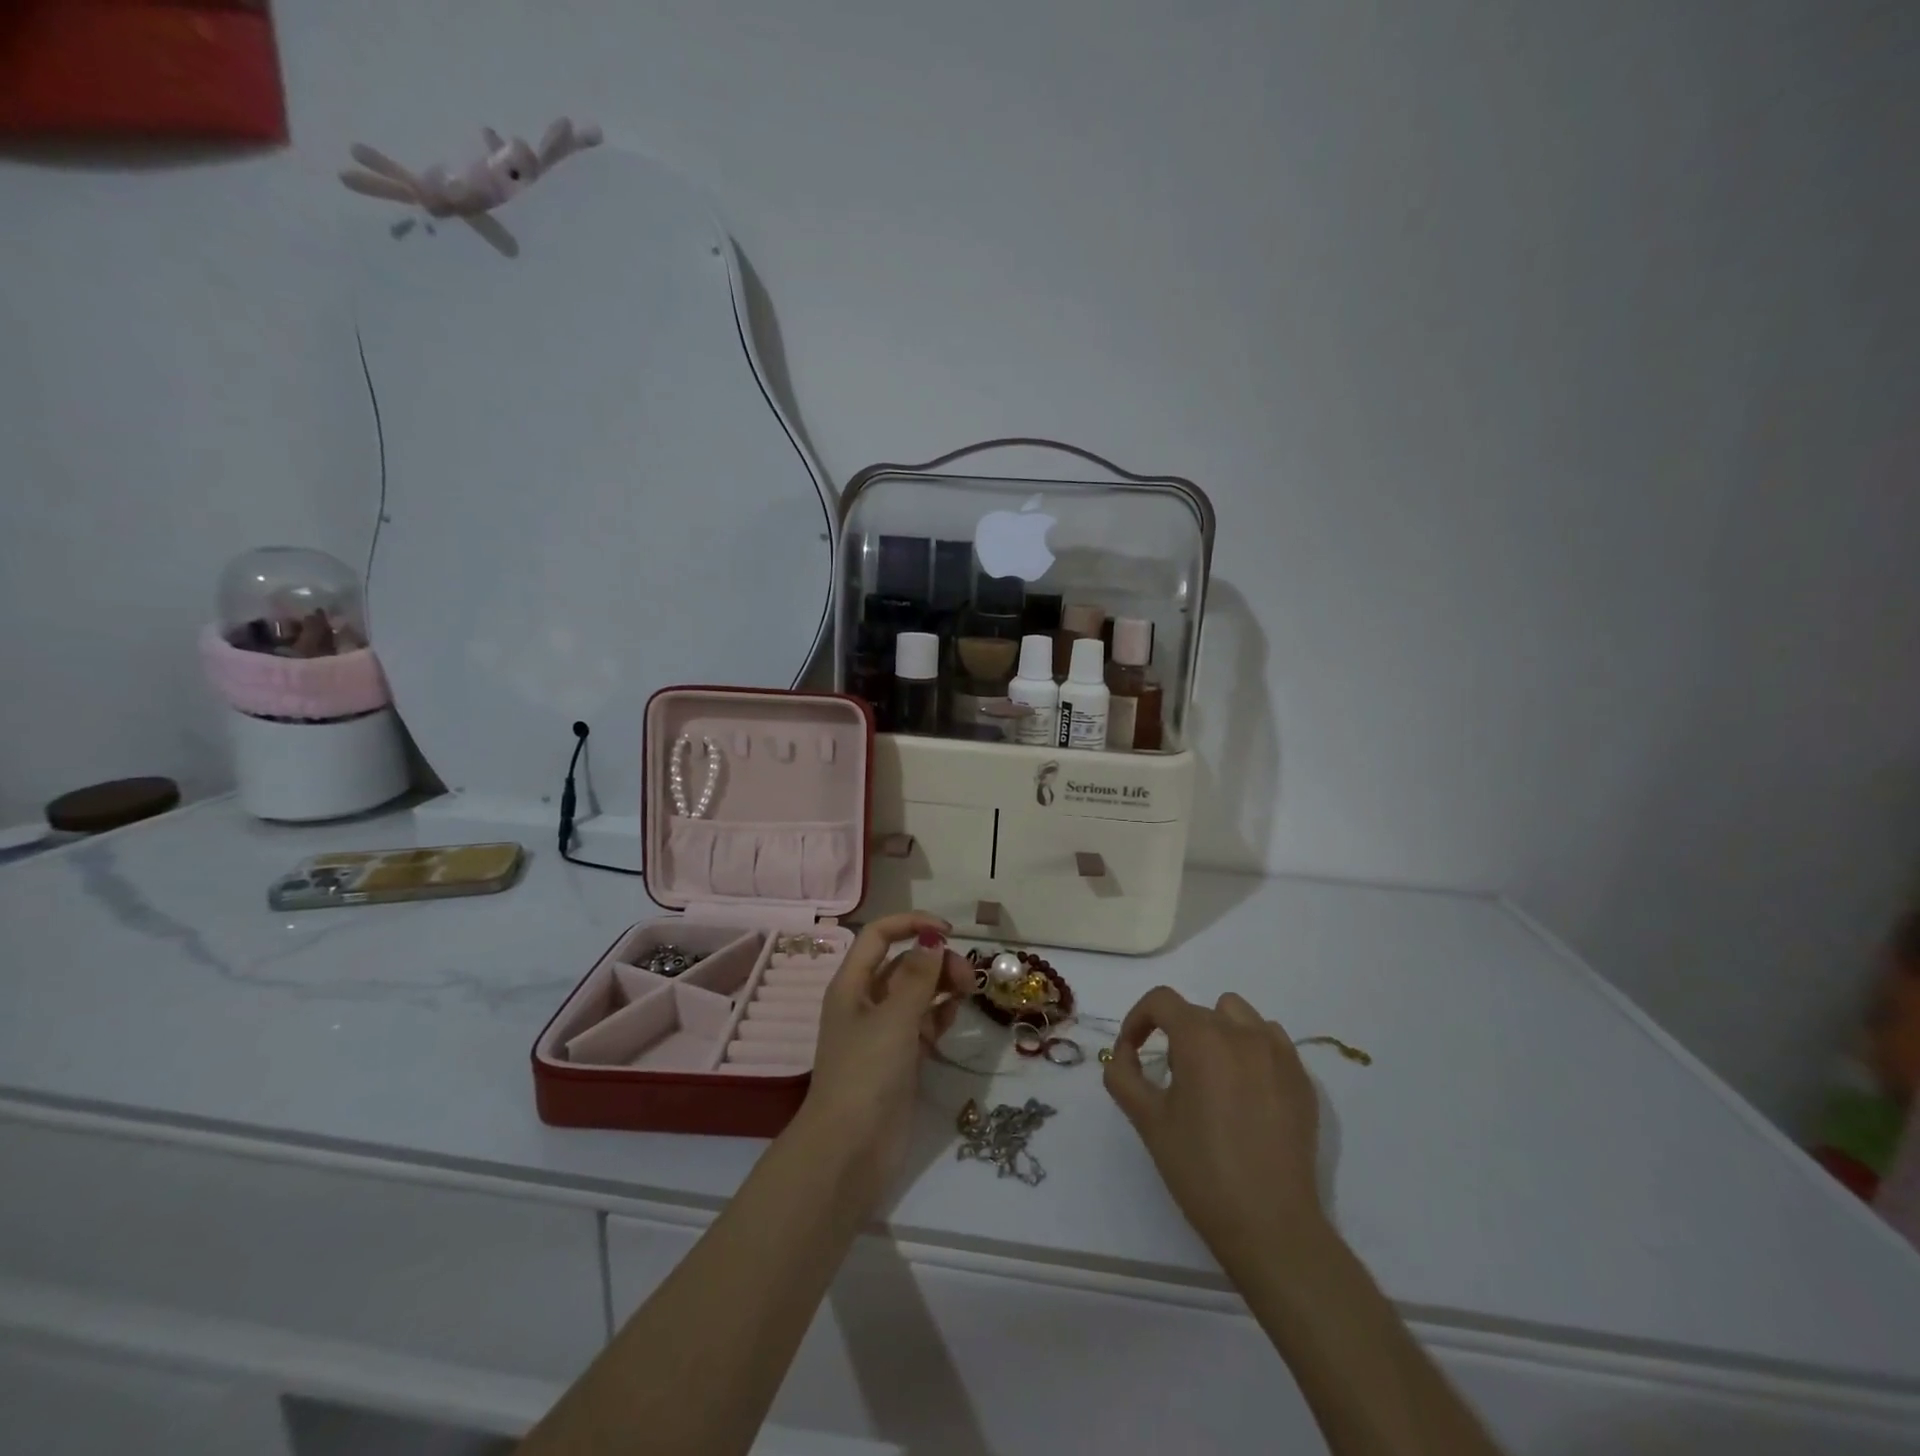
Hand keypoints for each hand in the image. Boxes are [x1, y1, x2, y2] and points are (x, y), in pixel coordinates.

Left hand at [798, 912, 972, 1203]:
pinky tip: (955, 1016)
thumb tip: (932, 940)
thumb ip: (917, 977)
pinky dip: (939, 1015)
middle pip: (903, 963)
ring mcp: (883, 1032)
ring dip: (941, 986)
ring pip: (916, 993)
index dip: (911, 924)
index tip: (948, 932)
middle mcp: (866, 1002)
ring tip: (968, 992)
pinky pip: (923, 1023)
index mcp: (852, 984)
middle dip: (935, 961)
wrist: (850, 1151)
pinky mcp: (900, 1059)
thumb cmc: (866, 1074)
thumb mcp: (893, 1019)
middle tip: (967, 977)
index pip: (879, 935)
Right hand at [1103, 987, 1325, 1272]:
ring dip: (1217, 1032)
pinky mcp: (1302, 1078)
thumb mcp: (1147, 1120)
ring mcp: (1278, 1053)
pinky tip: (1246, 1091)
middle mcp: (1242, 1033)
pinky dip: (1251, 1050)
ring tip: (1212, 1077)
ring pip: (1238, 1015)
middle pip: (1197, 1011)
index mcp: (1201, 1038)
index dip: (1138, 1019)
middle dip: (1176, 1034)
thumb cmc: (1200, 1170)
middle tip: (1172, 1079)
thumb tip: (1124, 1053)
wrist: (1270, 1226)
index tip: (1133, 1051)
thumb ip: (1123, 1075)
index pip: (1160, 1001)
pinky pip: (1270, 1041)